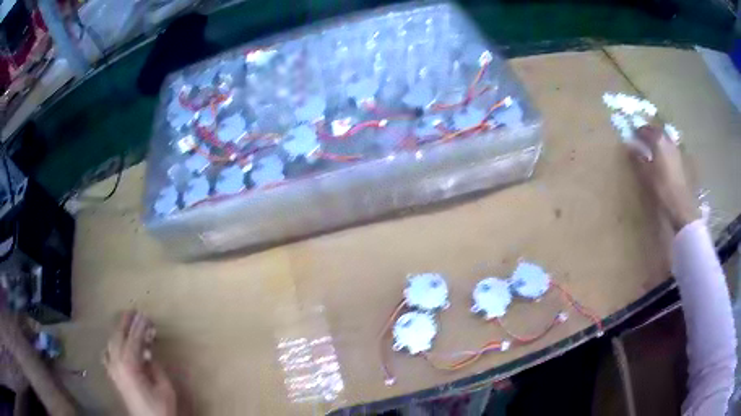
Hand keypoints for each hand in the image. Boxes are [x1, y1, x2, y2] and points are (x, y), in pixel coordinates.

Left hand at [104, 311, 176, 415]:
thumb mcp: (164, 387)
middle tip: (133, 311)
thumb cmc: (159, 407)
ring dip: (118, 331)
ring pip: (111, 343)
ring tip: (125, 323)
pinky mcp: (112, 376)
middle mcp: (116, 363)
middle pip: (118, 336)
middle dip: (125, 322)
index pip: (134, 338)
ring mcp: (112, 369)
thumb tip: (147, 351)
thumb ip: (154, 366)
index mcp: (129, 365)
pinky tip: (113, 345)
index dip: (140, 326)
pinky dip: (110, 346)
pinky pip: (107, 355)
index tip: (146, 315)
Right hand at [630, 125, 699, 231]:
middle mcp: (668, 140)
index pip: (645, 130)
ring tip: (651, 149)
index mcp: (658, 140)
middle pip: (656, 131)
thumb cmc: (661, 188)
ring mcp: (675, 150)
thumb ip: (637, 158)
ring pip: (664, 139)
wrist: (680, 205)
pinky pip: (669, 148)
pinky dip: (663, 149)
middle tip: (641, 140)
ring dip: (657, 141)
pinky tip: (661, 159)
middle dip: (649, 133)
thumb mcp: (646, 174)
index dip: (637, 132)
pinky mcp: (680, 161)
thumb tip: (629, 146)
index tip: (632, 136)